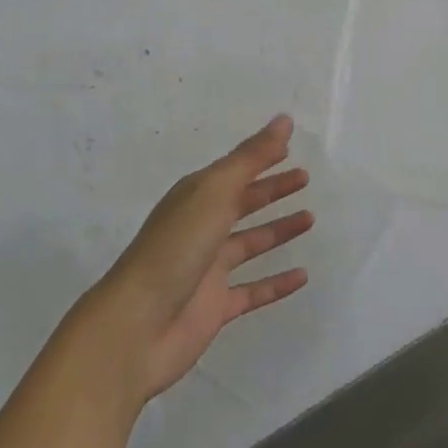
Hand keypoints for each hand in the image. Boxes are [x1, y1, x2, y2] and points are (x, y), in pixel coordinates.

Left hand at [95, 115, 313, 400]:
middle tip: (305, 179)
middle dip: (271, 189)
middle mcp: (201, 228)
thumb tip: (284, 120)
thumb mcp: (214, 192)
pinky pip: (253, 290)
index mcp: (195, 197)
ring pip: (249, 243)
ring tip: (310, 219)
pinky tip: (303, 277)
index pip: (234, 171)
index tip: (290, 149)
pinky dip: (277, 283)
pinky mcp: (216, 306)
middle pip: (242, 203)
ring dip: (278, 231)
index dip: (260, 159)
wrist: (137, 327)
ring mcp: (208, 269)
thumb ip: (251, 158)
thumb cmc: (176, 248)